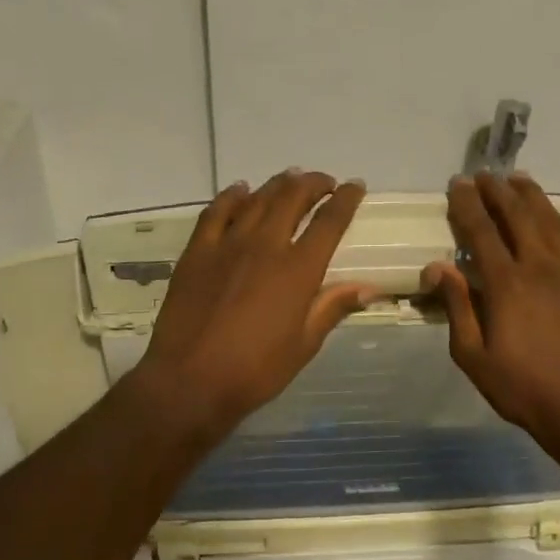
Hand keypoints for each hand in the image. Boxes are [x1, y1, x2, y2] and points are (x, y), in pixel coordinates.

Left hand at [133, 169, 376, 442]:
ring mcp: (227, 245)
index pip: (329, 223)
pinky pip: (216, 212)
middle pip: (293, 199)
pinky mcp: (196, 252)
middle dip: (313, 184)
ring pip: (257, 200)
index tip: (356, 186)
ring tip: (290, 179)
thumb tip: (369, 288)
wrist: (190, 380)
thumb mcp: (304, 345)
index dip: (346, 200)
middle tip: (324, 183)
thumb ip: (332, 308)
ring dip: (277, 185)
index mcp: (298, 270)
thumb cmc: (255, 371)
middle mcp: (265, 246)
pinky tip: (240, 191)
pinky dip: (232, 197)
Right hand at [422, 172, 559, 451]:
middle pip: (518, 218)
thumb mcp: (473, 356)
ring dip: (535, 200)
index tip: (457, 184)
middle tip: (485, 175)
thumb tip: (437, 267)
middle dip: (498, 193)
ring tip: (521, 180)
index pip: (481, 233)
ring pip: (554, 226)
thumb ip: (457, 308)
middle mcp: (541, 269)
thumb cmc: (522, 388)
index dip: (467, 206)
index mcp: (506, 284)